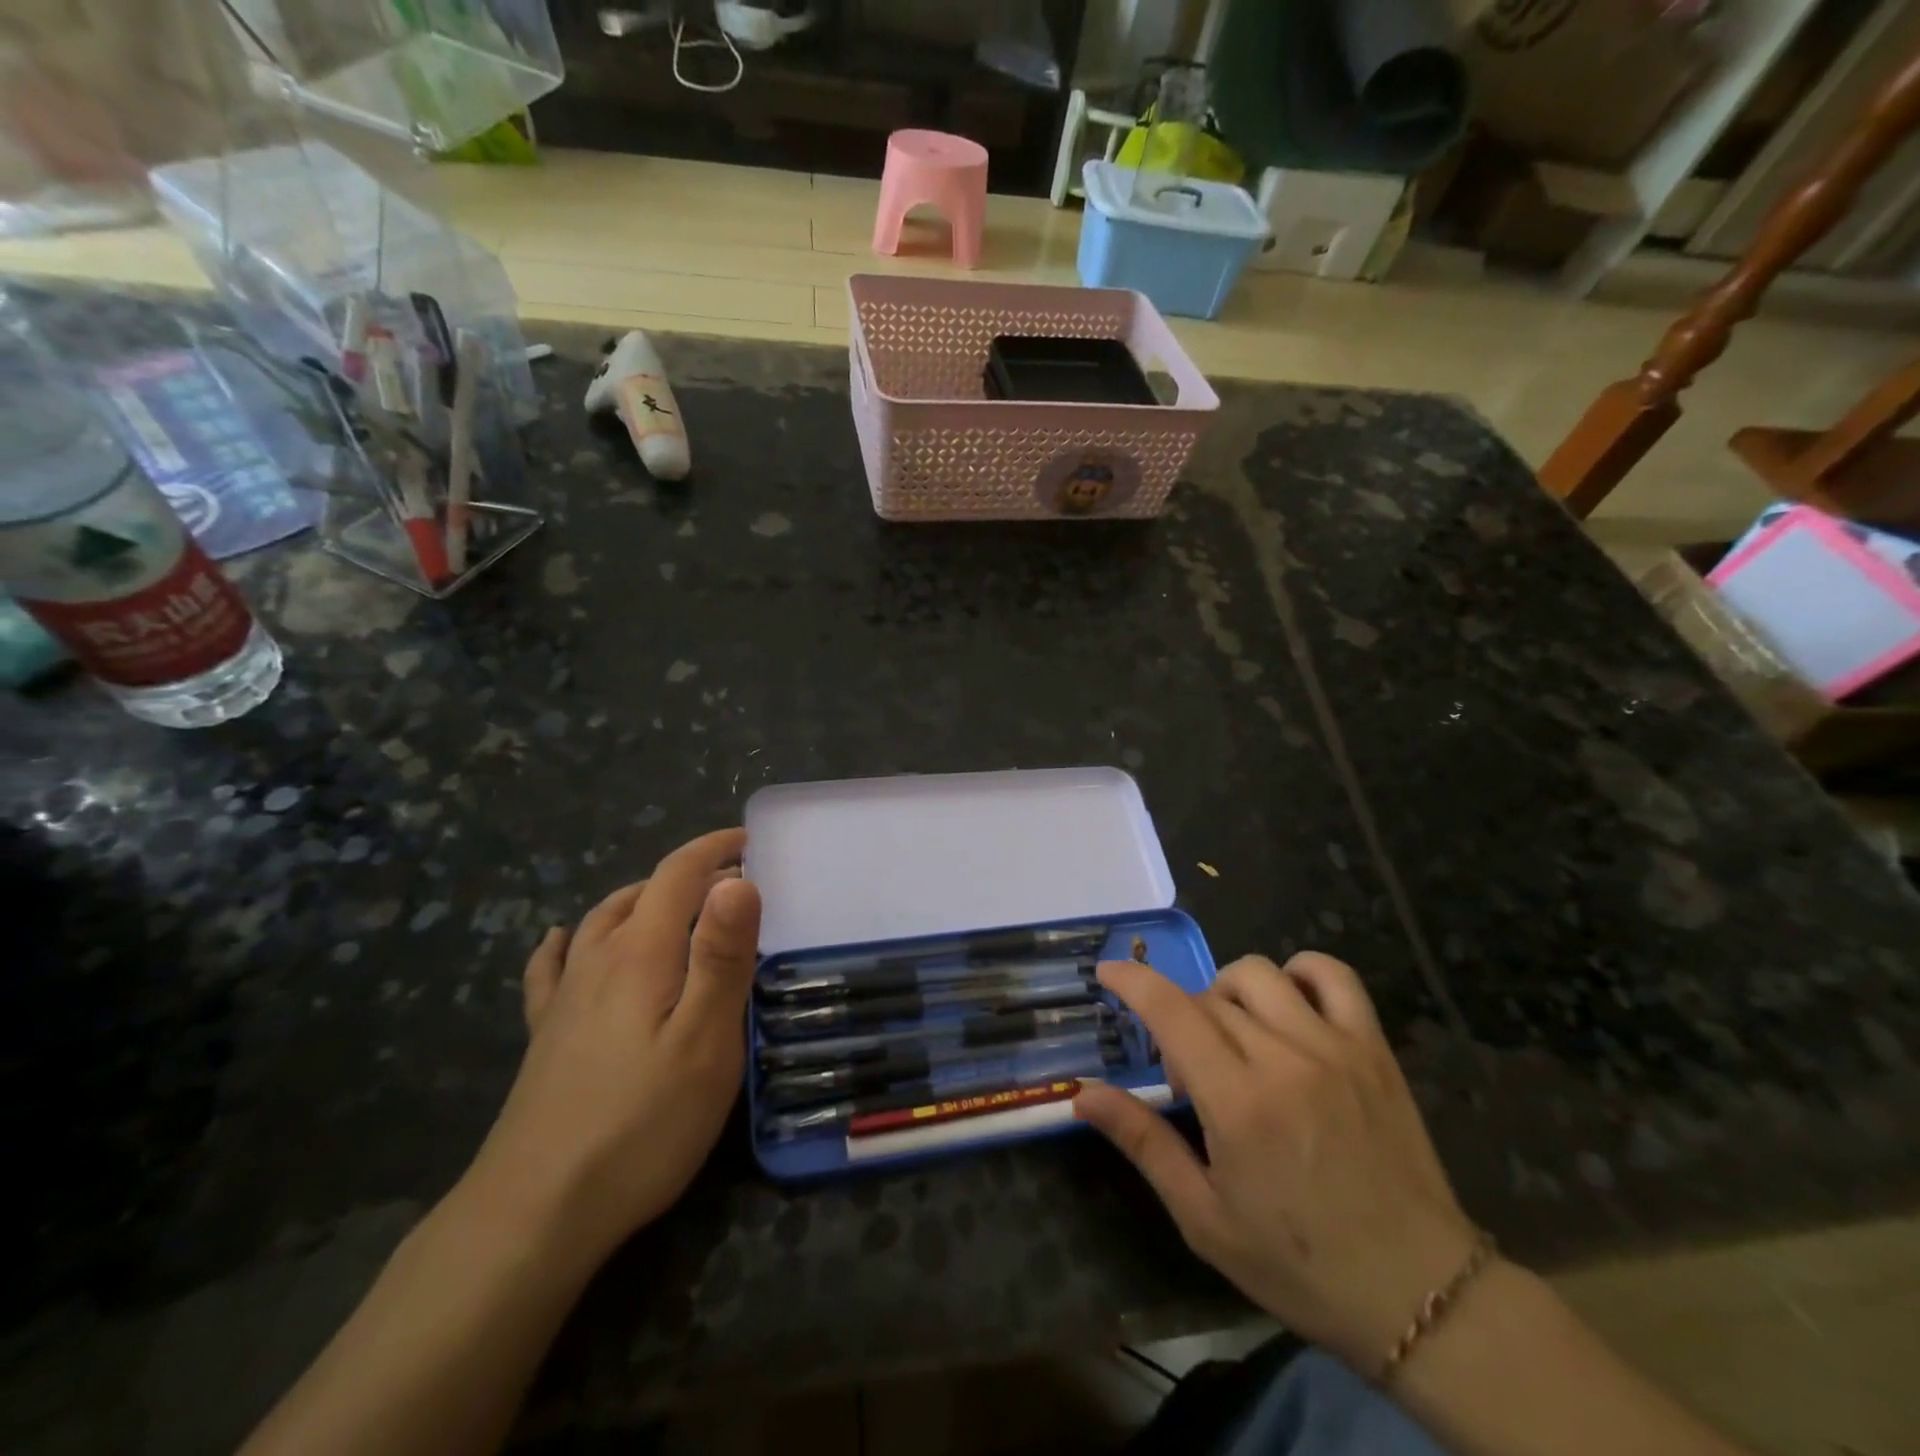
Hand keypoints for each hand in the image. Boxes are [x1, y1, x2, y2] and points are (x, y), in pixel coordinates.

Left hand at [466, 829, 760, 1262]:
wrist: (535, 1213)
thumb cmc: (642, 1122)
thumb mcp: (706, 1039)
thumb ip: (723, 955)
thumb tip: (738, 879)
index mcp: (642, 952)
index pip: (678, 875)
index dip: (713, 850)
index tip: (749, 841)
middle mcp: (598, 960)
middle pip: (640, 893)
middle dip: (687, 873)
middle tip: (729, 881)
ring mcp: (565, 998)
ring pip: (601, 921)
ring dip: (640, 898)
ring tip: (672, 902)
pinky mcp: (545, 1035)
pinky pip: (552, 968)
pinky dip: (566, 942)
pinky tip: (561, 941)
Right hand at [1075, 952, 1478, 1375]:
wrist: (1422, 1294)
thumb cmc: (1300, 1264)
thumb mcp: (1204, 1218)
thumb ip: (1143, 1143)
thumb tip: (1083, 1095)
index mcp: (1238, 1102)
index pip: (1171, 1011)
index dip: (1133, 981)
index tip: (1108, 972)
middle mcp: (1283, 1058)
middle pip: (1208, 998)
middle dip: (1179, 1021)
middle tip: (1189, 1077)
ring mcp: (1334, 1046)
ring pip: (1259, 973)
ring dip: (1227, 993)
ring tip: (1233, 1039)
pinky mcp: (1372, 1048)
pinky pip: (1333, 975)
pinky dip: (1300, 972)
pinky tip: (1288, 1005)